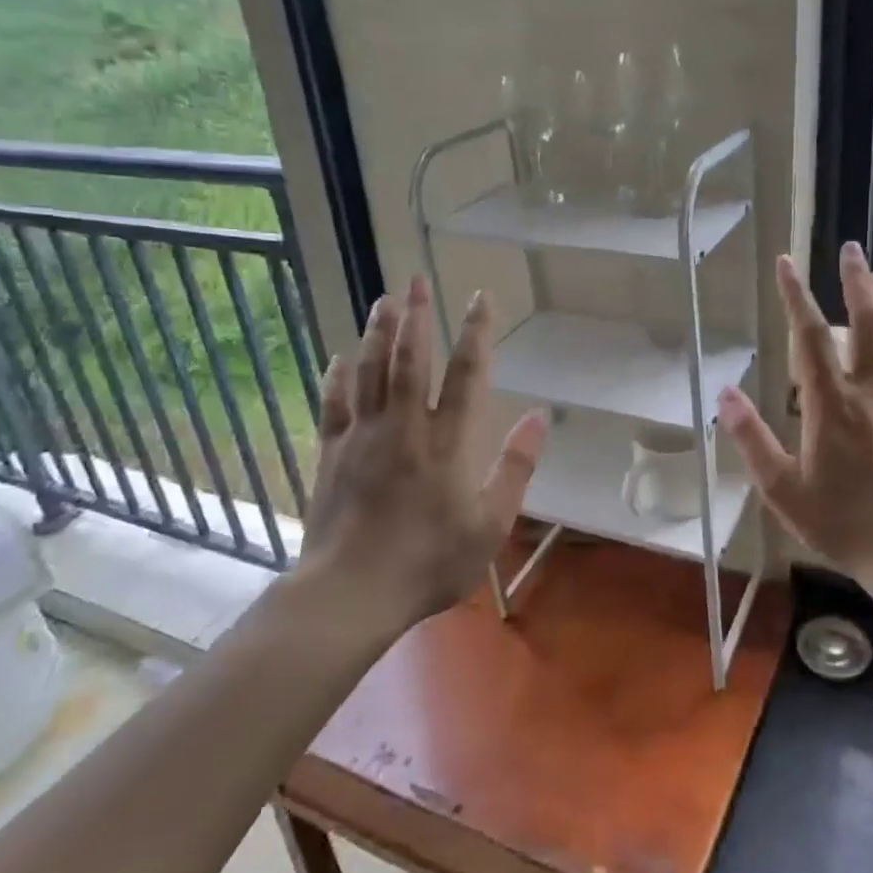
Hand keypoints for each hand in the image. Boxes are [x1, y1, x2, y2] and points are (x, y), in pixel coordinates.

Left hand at [296, 275, 547, 637]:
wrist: (351, 594)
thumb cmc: (430, 563)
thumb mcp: (491, 524)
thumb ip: (516, 467)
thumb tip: (541, 417)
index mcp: (447, 442)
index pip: (466, 374)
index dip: (475, 333)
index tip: (479, 297)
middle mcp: (404, 427)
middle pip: (410, 359)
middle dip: (416, 316)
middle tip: (415, 279)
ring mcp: (362, 437)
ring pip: (370, 372)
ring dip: (378, 333)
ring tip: (383, 300)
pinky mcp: (332, 454)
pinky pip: (334, 404)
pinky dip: (337, 377)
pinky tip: (338, 357)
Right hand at [719, 243, 872, 590]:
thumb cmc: (842, 523)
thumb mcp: (782, 490)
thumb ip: (751, 439)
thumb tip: (723, 393)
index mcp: (831, 405)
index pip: (809, 336)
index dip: (795, 295)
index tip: (785, 263)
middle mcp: (871, 390)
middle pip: (867, 320)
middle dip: (857, 279)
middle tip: (849, 248)